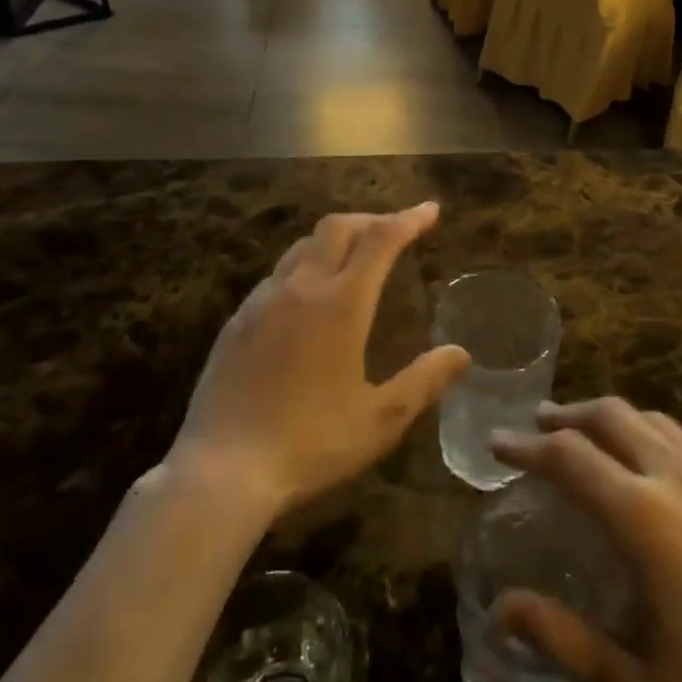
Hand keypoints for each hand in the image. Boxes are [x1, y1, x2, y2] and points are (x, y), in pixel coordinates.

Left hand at [168, 203, 469, 516]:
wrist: (221, 470)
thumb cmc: (310, 444)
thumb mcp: (380, 420)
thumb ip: (424, 381)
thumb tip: (460, 353)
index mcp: (341, 303)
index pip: (381, 240)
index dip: (409, 219)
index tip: (430, 210)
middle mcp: (301, 287)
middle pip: (338, 227)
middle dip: (371, 220)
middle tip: (394, 230)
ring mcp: (263, 300)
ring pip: (303, 246)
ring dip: (336, 239)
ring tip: (355, 257)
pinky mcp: (237, 320)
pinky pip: (278, 274)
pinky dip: (305, 266)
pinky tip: (308, 297)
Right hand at [492, 401, 681, 681]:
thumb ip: (564, 640)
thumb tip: (501, 609)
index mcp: (648, 521)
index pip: (570, 458)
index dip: (527, 446)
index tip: (497, 443)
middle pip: (613, 417)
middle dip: (569, 416)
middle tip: (538, 429)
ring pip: (656, 422)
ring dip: (613, 421)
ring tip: (589, 440)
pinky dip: (654, 440)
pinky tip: (653, 474)